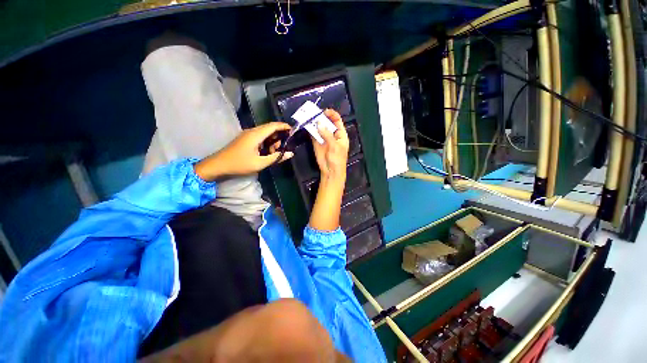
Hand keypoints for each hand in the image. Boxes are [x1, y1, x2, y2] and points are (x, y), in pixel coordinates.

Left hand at [194, 122, 293, 181]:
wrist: (218, 165)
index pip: (273, 126)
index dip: (284, 126)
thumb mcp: (260, 163)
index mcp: (256, 135)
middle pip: (269, 128)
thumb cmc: (240, 164)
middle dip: (279, 136)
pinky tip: (267, 152)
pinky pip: (259, 136)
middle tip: (284, 147)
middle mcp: (252, 131)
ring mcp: (247, 134)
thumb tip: (290, 154)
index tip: (293, 131)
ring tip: (275, 152)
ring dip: (272, 140)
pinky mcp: (245, 139)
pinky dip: (266, 142)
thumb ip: (276, 157)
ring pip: (265, 133)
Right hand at [312, 109, 348, 180]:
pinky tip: (307, 125)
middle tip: (315, 113)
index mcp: (340, 134)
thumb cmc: (337, 159)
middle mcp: (332, 134)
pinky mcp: (317, 142)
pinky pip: (313, 134)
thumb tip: (319, 123)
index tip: (325, 112)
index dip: (332, 115)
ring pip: (319, 127)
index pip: (337, 121)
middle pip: (327, 122)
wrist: (330, 171)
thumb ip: (327, 135)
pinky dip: (310, 129)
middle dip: (322, 117)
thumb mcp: (335, 146)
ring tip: (309, 116)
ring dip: (315, 122)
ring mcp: (324, 137)